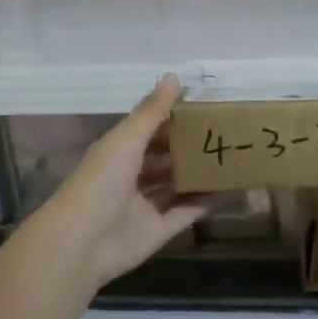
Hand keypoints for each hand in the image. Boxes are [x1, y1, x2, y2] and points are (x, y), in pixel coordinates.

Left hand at [36, 75, 213, 289]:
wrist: (82, 242)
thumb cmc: (100, 182)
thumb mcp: (126, 140)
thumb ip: (151, 112)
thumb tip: (174, 76)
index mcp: (121, 151)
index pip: (151, 130)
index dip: (175, 118)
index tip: (206, 106)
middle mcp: (133, 176)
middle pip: (167, 157)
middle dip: (192, 146)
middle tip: (228, 132)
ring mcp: (147, 204)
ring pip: (179, 184)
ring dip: (202, 173)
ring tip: (235, 157)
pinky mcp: (160, 229)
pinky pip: (189, 211)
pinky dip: (208, 201)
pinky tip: (233, 189)